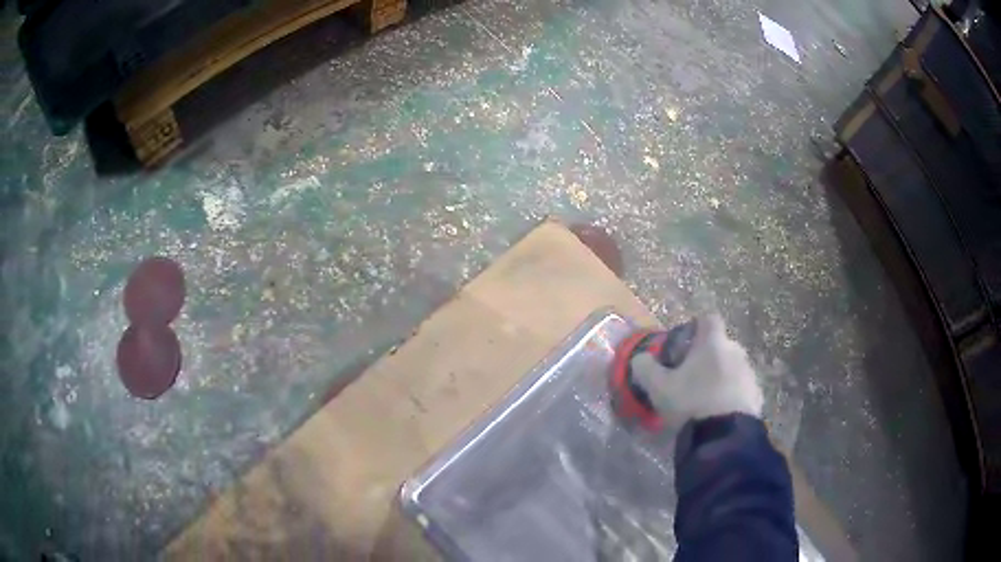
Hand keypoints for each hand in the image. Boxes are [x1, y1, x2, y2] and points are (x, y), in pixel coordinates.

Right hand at [630, 314, 762, 423]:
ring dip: (721, 378)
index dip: (696, 328)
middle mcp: (735, 351)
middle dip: (708, 357)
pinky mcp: (757, 396)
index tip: (684, 345)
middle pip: (721, 345)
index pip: (708, 319)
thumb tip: (640, 358)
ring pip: (733, 368)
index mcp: (713, 343)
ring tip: (705, 401)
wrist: (724, 436)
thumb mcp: (658, 387)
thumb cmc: (690, 403)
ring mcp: (749, 373)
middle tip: (691, 378)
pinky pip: (742, 389)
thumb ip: (645, 368)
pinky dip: (732, 397)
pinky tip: (719, 415)